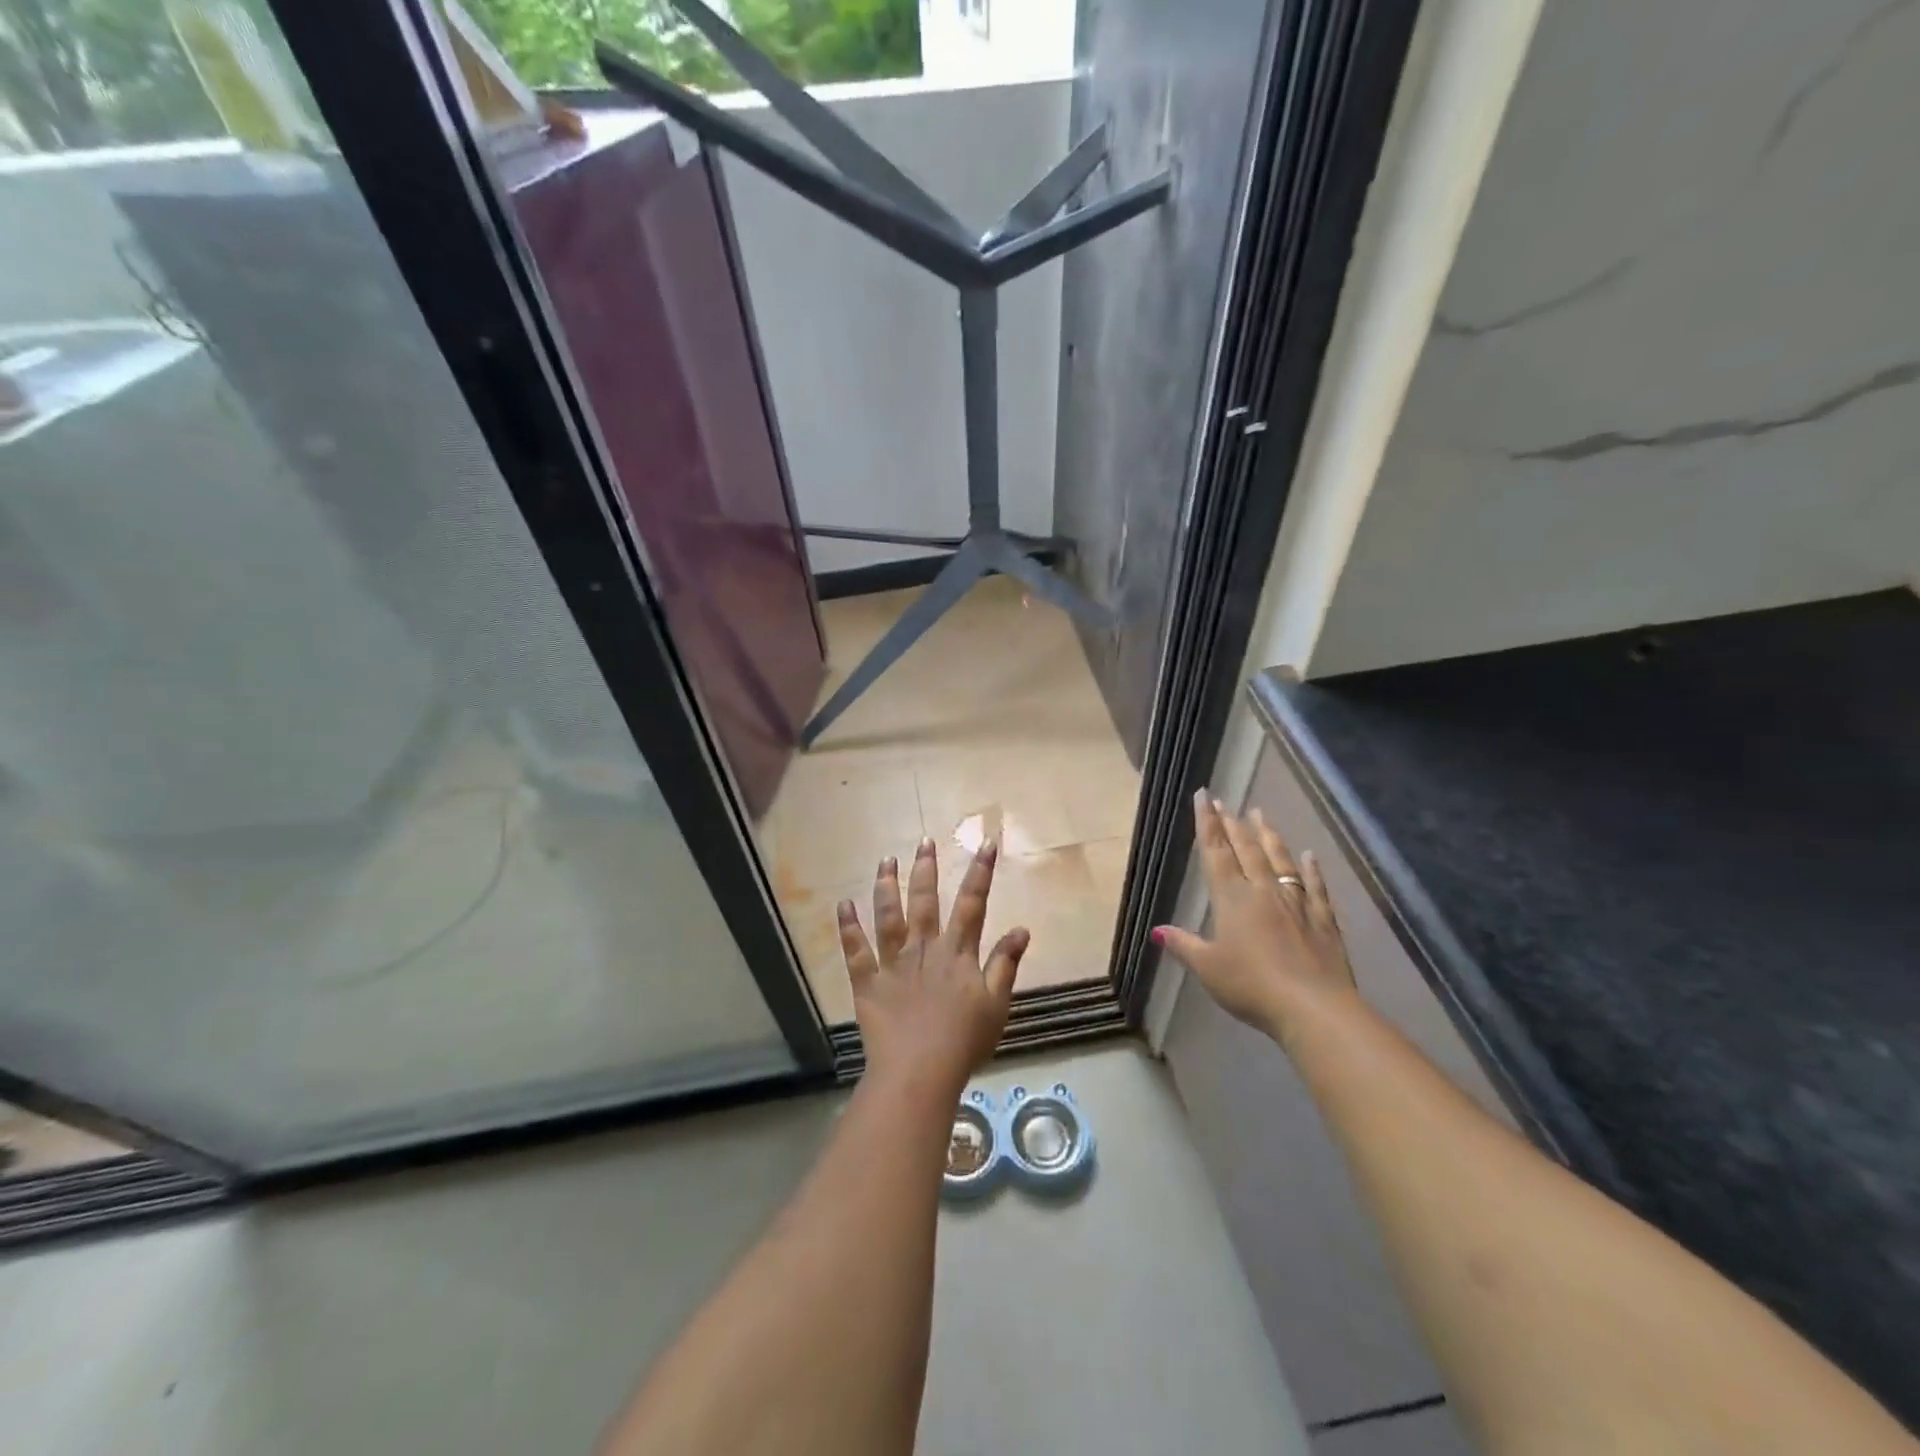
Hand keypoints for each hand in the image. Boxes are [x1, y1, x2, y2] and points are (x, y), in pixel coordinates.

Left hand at [838, 836, 1029, 1096]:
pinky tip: (843, 905)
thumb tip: (1022, 929)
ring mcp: (893, 962)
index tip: (985, 843)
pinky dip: (848, 927)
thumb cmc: (964, 1041)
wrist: (920, 1071)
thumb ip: (1005, 964)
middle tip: (924, 841)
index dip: (980, 872)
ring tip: (886, 860)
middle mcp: (924, 948)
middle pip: (925, 900)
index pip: (972, 903)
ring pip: (888, 915)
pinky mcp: (868, 981)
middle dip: (926, 868)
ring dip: (886, 885)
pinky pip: (855, 950)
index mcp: (957, 953)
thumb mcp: (996, 1004)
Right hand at [1154, 789, 1356, 1042]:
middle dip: (1232, 824)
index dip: (1207, 824)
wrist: (1313, 1007)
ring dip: (1267, 836)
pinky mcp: (1323, 920)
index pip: (1215, 853)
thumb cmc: (1251, 986)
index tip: (1203, 796)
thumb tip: (1157, 931)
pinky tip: (1309, 855)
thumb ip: (1184, 945)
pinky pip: (1314, 887)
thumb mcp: (1208, 969)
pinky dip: (1311, 869)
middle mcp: (1263, 892)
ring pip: (1279, 860)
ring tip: (1259, 814)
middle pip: (1245, 850)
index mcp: (1232, 899)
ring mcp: (1296, 903)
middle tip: (1224, 801)